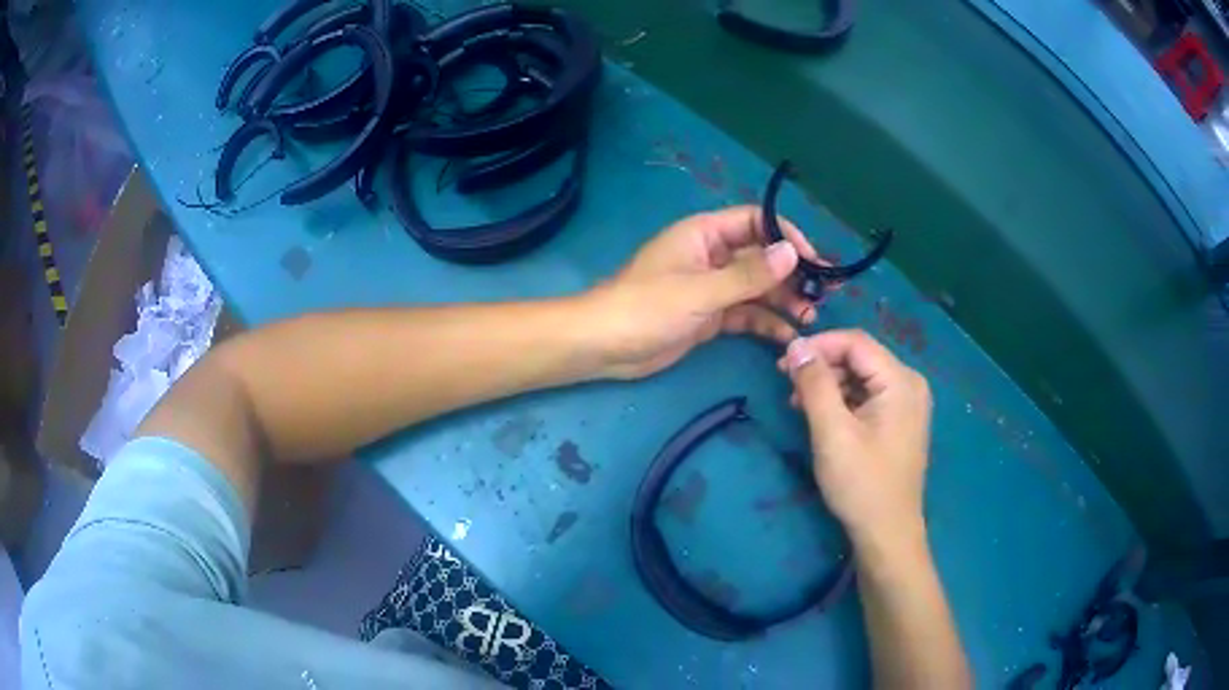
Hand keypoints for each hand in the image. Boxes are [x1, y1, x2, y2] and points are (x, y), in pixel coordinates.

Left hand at [588, 206, 821, 379]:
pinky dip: (766, 323)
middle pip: (761, 257)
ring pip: (757, 288)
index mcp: (705, 234)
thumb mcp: (701, 290)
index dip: (786, 235)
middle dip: (792, 274)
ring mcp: (712, 287)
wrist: (604, 346)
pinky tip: (787, 335)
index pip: (755, 222)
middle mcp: (712, 256)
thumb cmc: (647, 308)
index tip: (812, 259)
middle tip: (822, 294)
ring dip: (783, 300)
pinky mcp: (710, 316)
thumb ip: (749, 274)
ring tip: (810, 318)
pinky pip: (746, 314)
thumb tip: (792, 252)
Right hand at [779, 330, 932, 551]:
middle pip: (860, 357)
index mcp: (900, 381)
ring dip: (829, 384)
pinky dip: (843, 400)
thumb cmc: (861, 484)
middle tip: (786, 383)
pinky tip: (820, 416)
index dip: (818, 346)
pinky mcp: (900, 421)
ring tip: (798, 403)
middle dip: (822, 366)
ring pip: (862, 376)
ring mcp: (907, 403)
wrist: (887, 533)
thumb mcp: (833, 432)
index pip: (855, 342)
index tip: (783, 362)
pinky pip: (869, 396)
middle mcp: (910, 384)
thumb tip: (797, 345)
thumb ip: (815, 384)